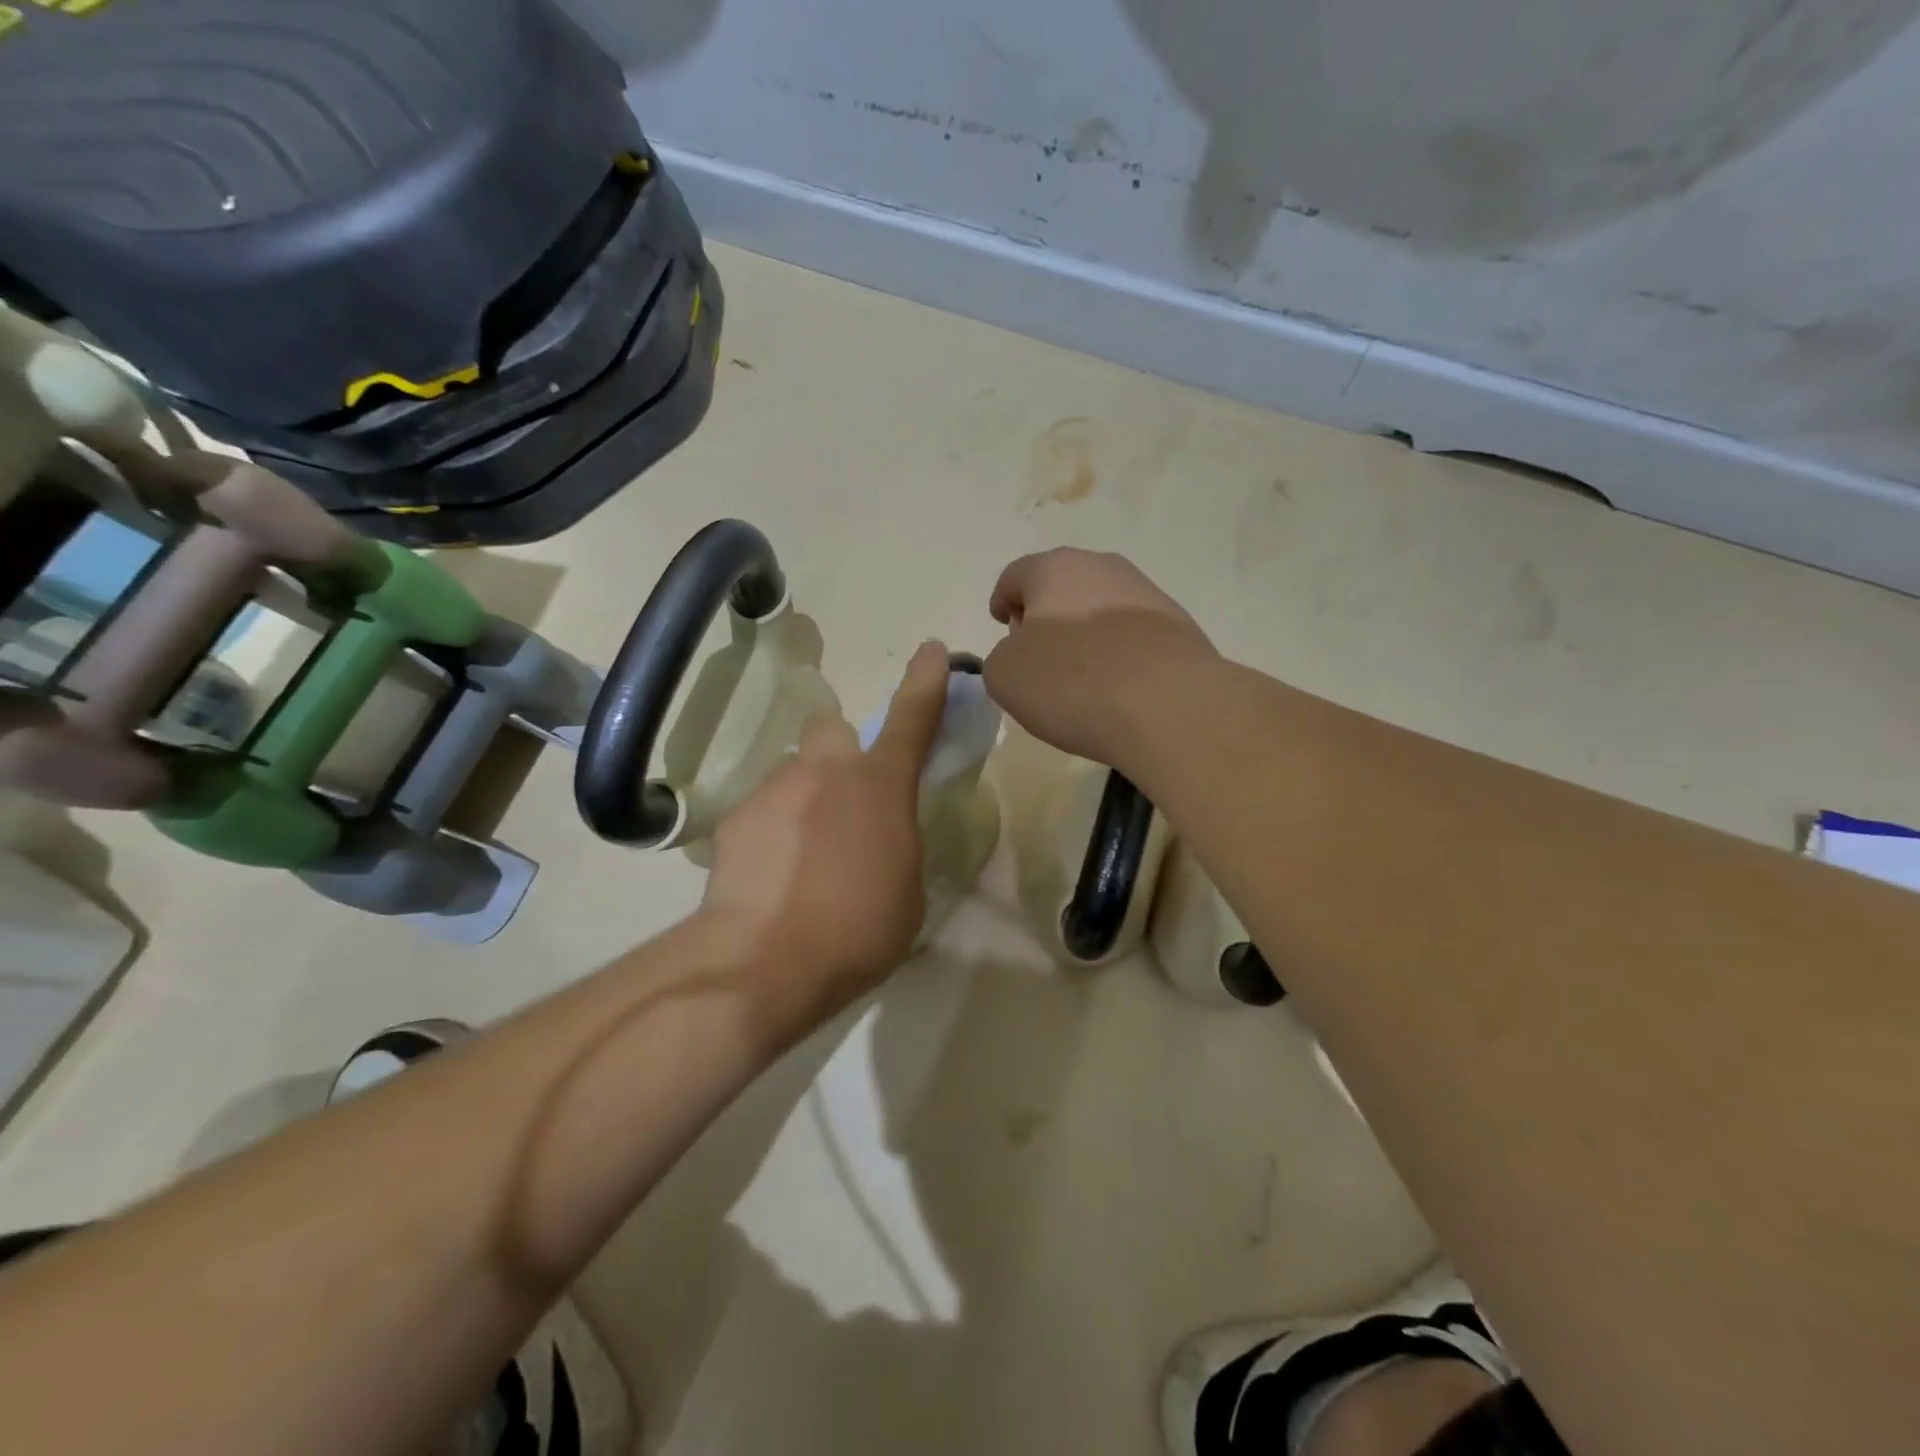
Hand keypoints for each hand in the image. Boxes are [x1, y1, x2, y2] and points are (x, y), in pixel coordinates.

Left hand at [701, 640, 949, 1030]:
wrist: (765, 961)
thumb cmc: (858, 929)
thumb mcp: (907, 890)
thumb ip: (898, 847)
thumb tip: (881, 839)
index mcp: (880, 786)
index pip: (911, 718)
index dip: (926, 681)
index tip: (932, 649)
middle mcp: (825, 772)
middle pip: (830, 728)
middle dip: (838, 751)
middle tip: (840, 800)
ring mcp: (774, 790)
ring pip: (792, 775)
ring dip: (802, 801)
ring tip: (800, 860)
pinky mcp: (734, 819)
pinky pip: (761, 812)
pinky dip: (769, 834)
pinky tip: (769, 877)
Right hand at [984, 549, 1214, 765]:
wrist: (1167, 705)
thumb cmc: (1071, 682)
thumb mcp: (1005, 676)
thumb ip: (1001, 657)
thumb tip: (1023, 653)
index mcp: (1054, 569)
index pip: (1015, 576)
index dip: (1003, 601)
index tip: (1002, 625)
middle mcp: (1102, 568)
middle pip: (1062, 586)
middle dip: (1046, 614)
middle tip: (1038, 652)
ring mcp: (1147, 594)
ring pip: (1101, 607)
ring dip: (1085, 632)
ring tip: (1080, 676)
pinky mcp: (1178, 626)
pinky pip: (1133, 634)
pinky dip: (1118, 652)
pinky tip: (1116, 686)